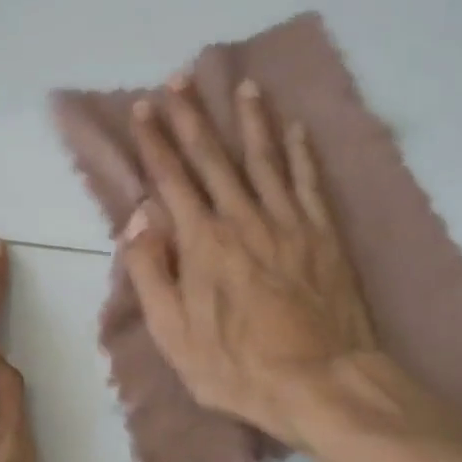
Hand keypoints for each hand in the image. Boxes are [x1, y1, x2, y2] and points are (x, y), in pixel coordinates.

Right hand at [120, 74, 379, 448]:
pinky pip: (309, 182)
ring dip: (250, 120)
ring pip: (264, 158)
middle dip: (192, 116)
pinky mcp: (323, 233)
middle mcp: (242, 218)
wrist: (322, 381)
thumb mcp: (173, 334)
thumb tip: (139, 219)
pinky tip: (297, 128)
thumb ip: (150, 272)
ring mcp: (287, 221)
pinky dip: (302, 152)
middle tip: (180, 79)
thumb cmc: (238, 366)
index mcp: (202, 242)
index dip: (154, 142)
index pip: (171, 178)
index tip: (143, 108)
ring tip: (244, 87)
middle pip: (213, 157)